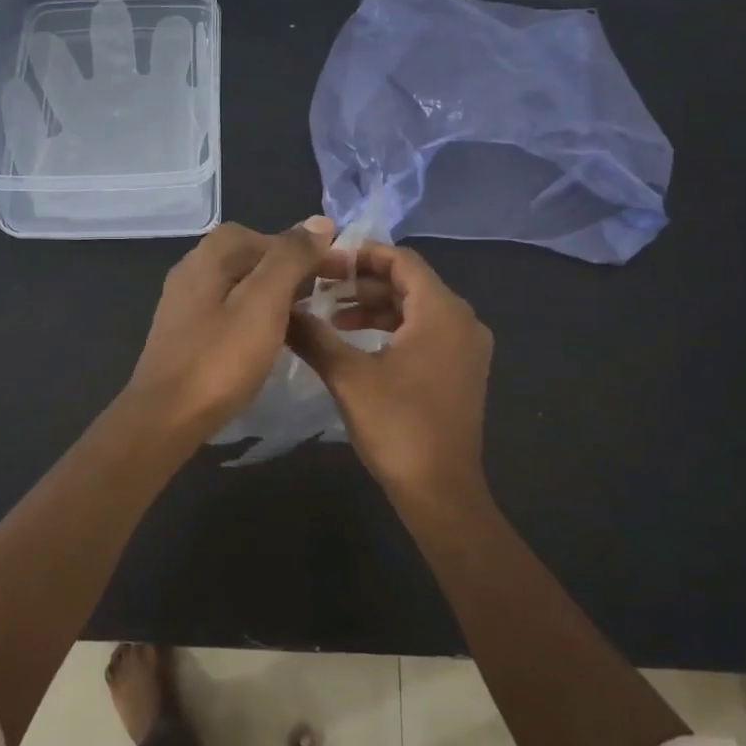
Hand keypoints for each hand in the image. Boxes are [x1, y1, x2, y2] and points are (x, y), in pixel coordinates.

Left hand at [124, 218, 336, 443]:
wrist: (167, 418)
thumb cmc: (220, 359)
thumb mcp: (263, 302)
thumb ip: (290, 258)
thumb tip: (319, 222)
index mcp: (207, 257)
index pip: (259, 233)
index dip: (297, 248)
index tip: (328, 275)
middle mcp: (190, 271)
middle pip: (246, 257)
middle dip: (284, 271)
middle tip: (317, 298)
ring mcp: (183, 305)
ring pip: (236, 286)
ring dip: (269, 296)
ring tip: (298, 320)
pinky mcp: (183, 334)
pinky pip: (225, 312)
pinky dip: (250, 317)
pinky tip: (265, 341)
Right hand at [288, 243, 493, 503]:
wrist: (440, 491)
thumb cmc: (397, 426)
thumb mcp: (347, 376)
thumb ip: (313, 335)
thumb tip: (280, 309)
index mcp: (442, 311)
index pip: (401, 260)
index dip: (360, 255)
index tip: (322, 262)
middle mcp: (462, 321)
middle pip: (409, 283)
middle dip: (362, 282)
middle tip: (319, 288)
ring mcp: (465, 348)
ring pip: (416, 309)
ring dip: (373, 308)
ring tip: (330, 316)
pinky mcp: (460, 371)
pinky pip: (425, 332)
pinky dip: (391, 329)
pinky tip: (357, 343)